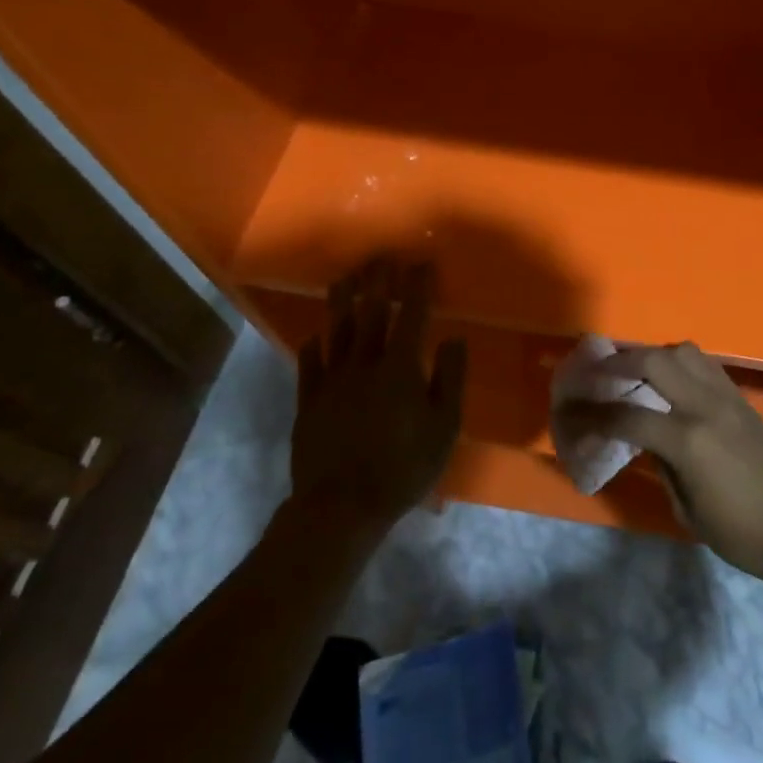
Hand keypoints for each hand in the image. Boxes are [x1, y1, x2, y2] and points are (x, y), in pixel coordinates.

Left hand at [290, 258, 465, 526]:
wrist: (341, 506)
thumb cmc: (403, 467)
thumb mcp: (444, 427)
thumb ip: (450, 379)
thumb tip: (453, 339)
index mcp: (399, 367)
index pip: (412, 316)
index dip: (418, 287)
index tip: (422, 263)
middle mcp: (363, 364)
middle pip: (371, 313)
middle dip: (378, 281)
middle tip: (380, 256)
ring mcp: (331, 381)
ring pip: (336, 331)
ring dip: (341, 301)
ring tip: (344, 277)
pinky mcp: (309, 402)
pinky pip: (309, 364)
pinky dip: (314, 345)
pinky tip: (315, 335)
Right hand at [556, 341, 762, 586]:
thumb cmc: (745, 534)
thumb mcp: (690, 512)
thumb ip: (663, 468)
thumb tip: (645, 442)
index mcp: (687, 440)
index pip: (627, 416)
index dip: (593, 416)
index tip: (571, 415)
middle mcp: (705, 406)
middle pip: (654, 361)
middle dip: (618, 362)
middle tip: (595, 373)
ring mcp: (726, 397)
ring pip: (682, 351)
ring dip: (652, 355)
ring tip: (633, 372)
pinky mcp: (741, 398)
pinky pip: (704, 365)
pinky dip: (679, 364)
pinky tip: (670, 381)